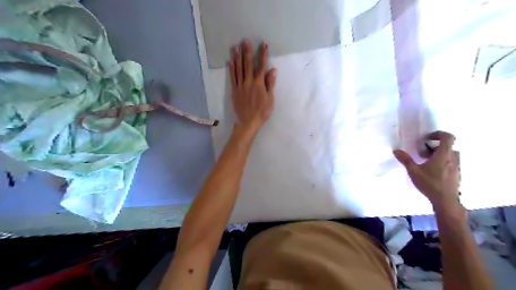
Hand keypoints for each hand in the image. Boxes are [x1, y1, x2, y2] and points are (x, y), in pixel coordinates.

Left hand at [227, 39, 275, 137]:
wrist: (248, 121)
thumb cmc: (262, 112)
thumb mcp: (270, 99)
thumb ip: (270, 84)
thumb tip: (272, 70)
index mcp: (259, 84)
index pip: (261, 66)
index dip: (263, 55)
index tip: (264, 45)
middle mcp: (248, 82)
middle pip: (248, 64)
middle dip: (247, 52)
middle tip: (245, 41)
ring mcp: (240, 85)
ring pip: (238, 69)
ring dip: (237, 57)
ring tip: (235, 47)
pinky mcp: (235, 90)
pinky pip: (232, 77)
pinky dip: (231, 69)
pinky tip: (230, 61)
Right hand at [393, 131, 461, 208]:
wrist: (446, 200)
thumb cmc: (430, 183)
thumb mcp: (414, 171)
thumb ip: (405, 159)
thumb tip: (396, 151)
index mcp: (444, 154)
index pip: (448, 137)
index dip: (438, 134)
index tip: (427, 138)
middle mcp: (453, 158)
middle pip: (447, 146)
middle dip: (434, 147)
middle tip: (422, 152)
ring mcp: (456, 166)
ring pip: (449, 155)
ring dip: (438, 155)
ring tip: (426, 162)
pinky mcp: (456, 174)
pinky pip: (450, 163)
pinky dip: (442, 162)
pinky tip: (431, 171)